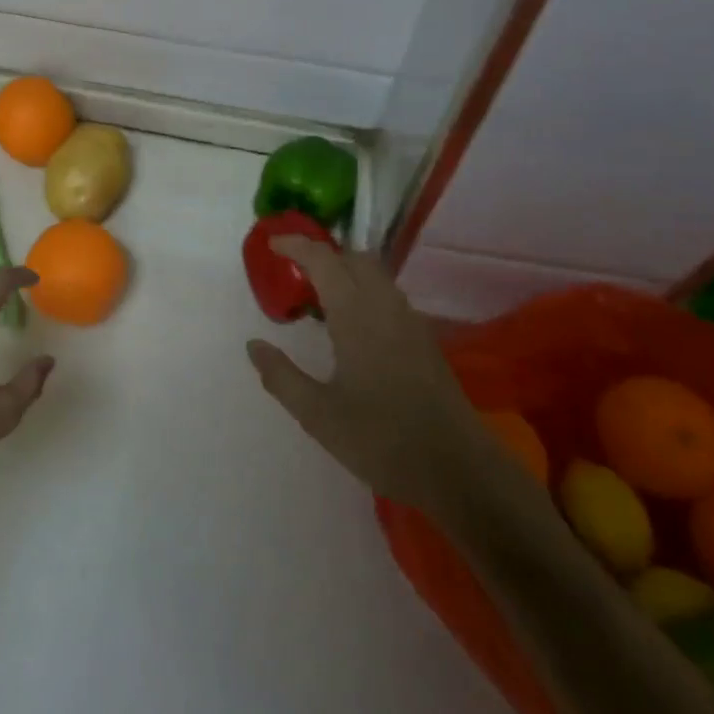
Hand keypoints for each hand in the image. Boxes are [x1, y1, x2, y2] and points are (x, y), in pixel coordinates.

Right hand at [247, 238, 475, 506]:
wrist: (458, 470)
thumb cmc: (381, 439)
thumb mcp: (318, 414)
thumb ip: (281, 376)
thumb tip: (254, 345)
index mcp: (357, 315)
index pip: (324, 260)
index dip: (297, 245)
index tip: (272, 244)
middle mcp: (386, 306)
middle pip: (354, 258)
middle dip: (324, 256)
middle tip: (295, 276)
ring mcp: (410, 322)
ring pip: (375, 276)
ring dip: (346, 273)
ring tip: (319, 302)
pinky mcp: (424, 340)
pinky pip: (388, 297)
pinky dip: (364, 293)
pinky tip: (352, 329)